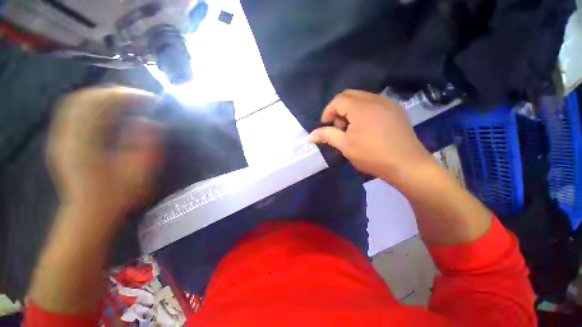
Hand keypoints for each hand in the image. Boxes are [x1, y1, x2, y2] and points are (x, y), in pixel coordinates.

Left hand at [47, 86, 162, 218]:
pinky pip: (72, 111)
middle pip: (87, 98)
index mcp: (86, 143)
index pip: (102, 104)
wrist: (91, 213)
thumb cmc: (118, 196)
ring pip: (77, 101)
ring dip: (103, 96)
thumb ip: (147, 146)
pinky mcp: (61, 140)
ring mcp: (61, 137)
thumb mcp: (140, 174)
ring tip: (125, 101)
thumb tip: (149, 122)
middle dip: (116, 92)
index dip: (128, 96)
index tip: (151, 100)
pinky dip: (90, 104)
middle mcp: (69, 135)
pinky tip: (105, 110)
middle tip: (140, 99)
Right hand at [309, 90, 433, 182]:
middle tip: (338, 127)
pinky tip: (365, 128)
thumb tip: (310, 136)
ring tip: (351, 129)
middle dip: (339, 109)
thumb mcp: (345, 146)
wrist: (407, 165)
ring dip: (351, 110)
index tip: (325, 125)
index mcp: (362, 107)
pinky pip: (374, 104)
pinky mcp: (395, 110)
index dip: (328, 111)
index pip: (338, 100)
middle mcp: (376, 99)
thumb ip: (327, 136)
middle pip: (350, 95)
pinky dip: (363, 111)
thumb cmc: (372, 155)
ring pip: (362, 98)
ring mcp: (388, 104)